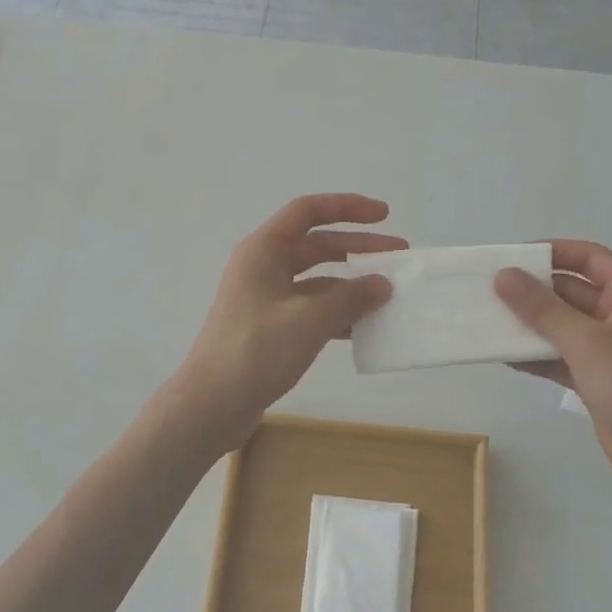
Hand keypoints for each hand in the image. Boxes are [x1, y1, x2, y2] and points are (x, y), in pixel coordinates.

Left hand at [174, 194, 401, 449]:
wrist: (212, 404)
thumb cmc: (257, 351)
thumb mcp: (310, 320)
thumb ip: (351, 298)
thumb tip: (382, 284)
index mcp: (263, 251)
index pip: (308, 211)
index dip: (347, 207)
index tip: (385, 215)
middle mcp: (263, 267)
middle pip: (316, 245)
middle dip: (358, 248)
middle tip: (399, 257)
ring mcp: (265, 299)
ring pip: (316, 280)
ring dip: (351, 285)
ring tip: (388, 296)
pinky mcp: (270, 328)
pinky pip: (310, 309)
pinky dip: (337, 313)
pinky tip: (364, 328)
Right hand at [495, 241, 611, 499]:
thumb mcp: (587, 343)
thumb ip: (542, 308)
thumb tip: (503, 275)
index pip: (589, 258)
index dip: (552, 251)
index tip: (511, 257)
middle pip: (571, 290)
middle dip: (532, 290)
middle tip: (488, 290)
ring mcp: (608, 350)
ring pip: (561, 325)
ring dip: (529, 323)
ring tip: (487, 320)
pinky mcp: (595, 378)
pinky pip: (559, 355)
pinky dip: (535, 355)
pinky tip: (504, 356)